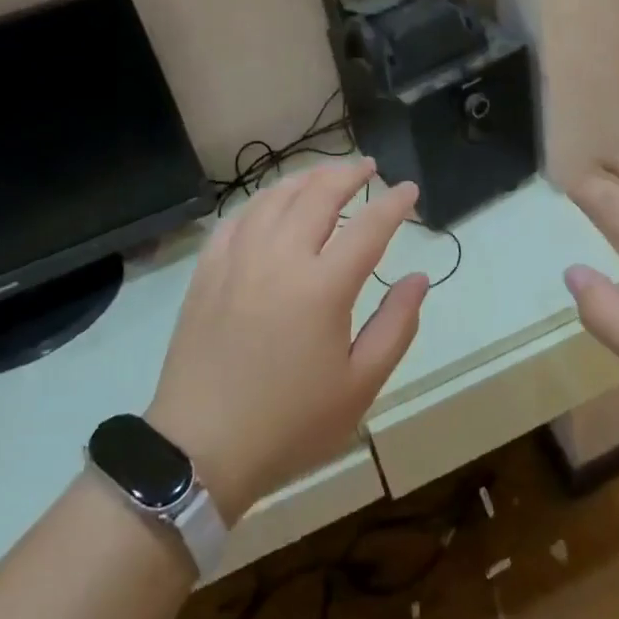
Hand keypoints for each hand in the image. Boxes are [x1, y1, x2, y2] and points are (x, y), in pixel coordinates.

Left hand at [148, 160, 427, 519]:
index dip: (394, 203)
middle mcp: (280, 259)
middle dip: (348, 174)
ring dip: (305, 179)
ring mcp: (238, 261)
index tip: (410, 189)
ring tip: (324, 177)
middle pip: (318, 196)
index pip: (369, 227)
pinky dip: (261, 202)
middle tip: (368, 167)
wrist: (200, 451)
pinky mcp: (207, 273)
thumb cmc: (291, 423)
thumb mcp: (360, 385)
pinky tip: (271, 206)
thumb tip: (418, 279)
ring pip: (274, 198)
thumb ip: (396, 326)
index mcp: (323, 287)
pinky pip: (237, 219)